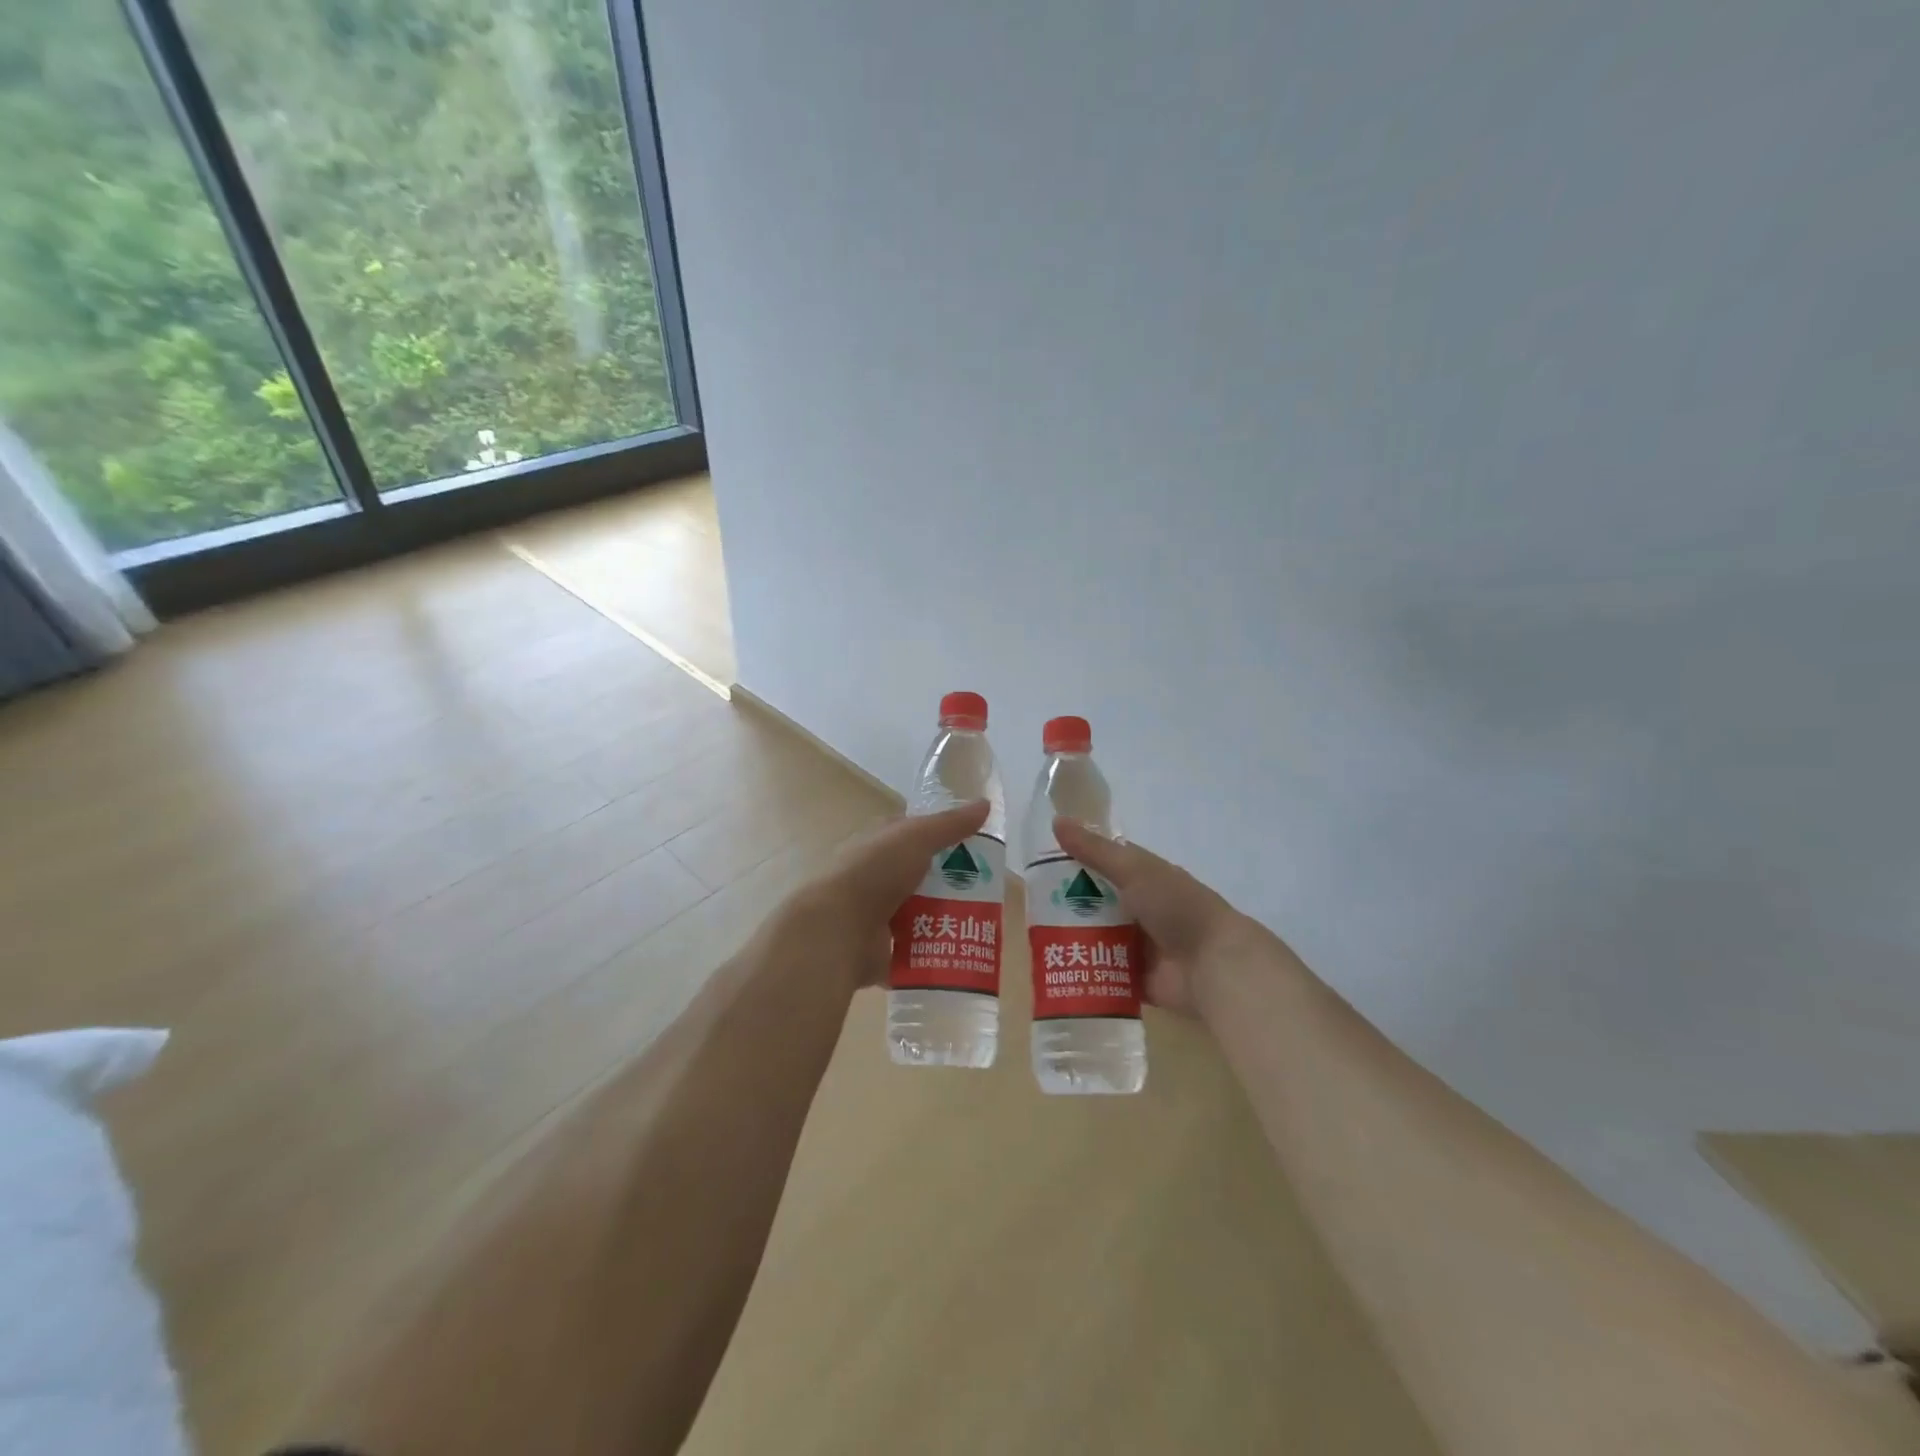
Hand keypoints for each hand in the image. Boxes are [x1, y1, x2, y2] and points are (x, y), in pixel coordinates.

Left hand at [782, 801, 991, 992]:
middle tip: (985, 893)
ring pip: (915, 914)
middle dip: (947, 884)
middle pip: (918, 876)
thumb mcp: (917, 837)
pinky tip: (956, 957)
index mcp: (877, 843)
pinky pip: (909, 952)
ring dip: (941, 920)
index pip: (910, 834)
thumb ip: (951, 824)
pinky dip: (928, 956)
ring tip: (977, 926)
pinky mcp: (876, 950)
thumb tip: (985, 803)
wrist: (837, 928)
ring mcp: (872, 915)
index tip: (973, 847)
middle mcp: (873, 876)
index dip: (939, 836)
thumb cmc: (874, 872)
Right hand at [1052, 816, 1272, 1017]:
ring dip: (1072, 940)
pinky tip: (1054, 972)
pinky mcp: (1135, 979)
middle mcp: (1139, 909)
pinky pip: (1103, 973)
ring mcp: (1137, 945)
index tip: (1038, 868)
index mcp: (1143, 879)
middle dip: (1066, 906)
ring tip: (1035, 942)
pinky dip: (1084, 972)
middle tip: (1029, 910)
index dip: (1073, 864)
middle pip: (1094, 904)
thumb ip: (1095, 850)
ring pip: (1096, 939)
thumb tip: (1056, 821)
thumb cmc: (1176, 907)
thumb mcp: (1134, 870)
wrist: (1213, 965)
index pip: (1102, 866)